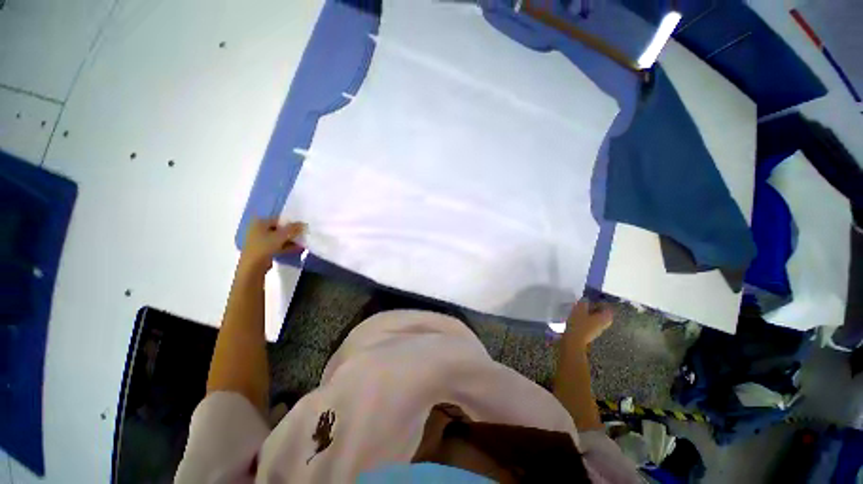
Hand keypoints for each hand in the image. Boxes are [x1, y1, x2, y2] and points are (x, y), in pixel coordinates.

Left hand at [238, 218, 305, 276]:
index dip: (290, 223)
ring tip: (301, 243)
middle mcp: (258, 229)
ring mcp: (259, 240)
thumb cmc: (265, 246)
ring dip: (290, 240)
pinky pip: (276, 245)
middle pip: (278, 229)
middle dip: (291, 233)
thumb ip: (293, 228)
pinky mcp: (262, 250)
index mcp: (260, 222)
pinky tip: (296, 249)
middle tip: (302, 235)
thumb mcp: (282, 235)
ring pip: (278, 238)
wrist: (253, 266)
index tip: (300, 228)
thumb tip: (304, 223)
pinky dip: (286, 246)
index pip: (278, 220)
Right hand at [562, 300, 612, 348]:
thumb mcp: (579, 309)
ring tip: (581, 309)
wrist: (573, 341)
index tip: (593, 299)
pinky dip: (587, 319)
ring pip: (597, 319)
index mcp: (604, 318)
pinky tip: (578, 317)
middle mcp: (604, 324)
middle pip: (603, 314)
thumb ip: (584, 302)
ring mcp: (597, 330)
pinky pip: (591, 323)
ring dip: (591, 314)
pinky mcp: (590, 333)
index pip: (608, 308)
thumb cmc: (578, 324)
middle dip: (596, 308)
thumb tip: (586, 299)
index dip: (601, 303)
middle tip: (587, 304)